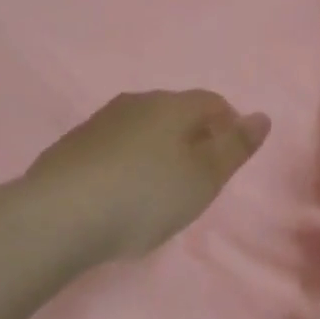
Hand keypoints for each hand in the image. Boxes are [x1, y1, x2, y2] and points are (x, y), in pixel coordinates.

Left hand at [20, 91, 270, 264]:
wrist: (57, 216)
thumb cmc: (144, 196)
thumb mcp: (203, 178)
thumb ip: (235, 147)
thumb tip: (262, 116)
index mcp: (172, 105)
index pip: (213, 102)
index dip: (229, 127)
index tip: (228, 161)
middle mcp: (136, 102)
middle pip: (176, 112)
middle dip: (193, 137)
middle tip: (197, 179)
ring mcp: (100, 121)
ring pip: (143, 127)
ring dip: (158, 149)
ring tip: (159, 189)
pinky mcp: (72, 146)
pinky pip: (114, 146)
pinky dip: (127, 162)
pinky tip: (120, 193)